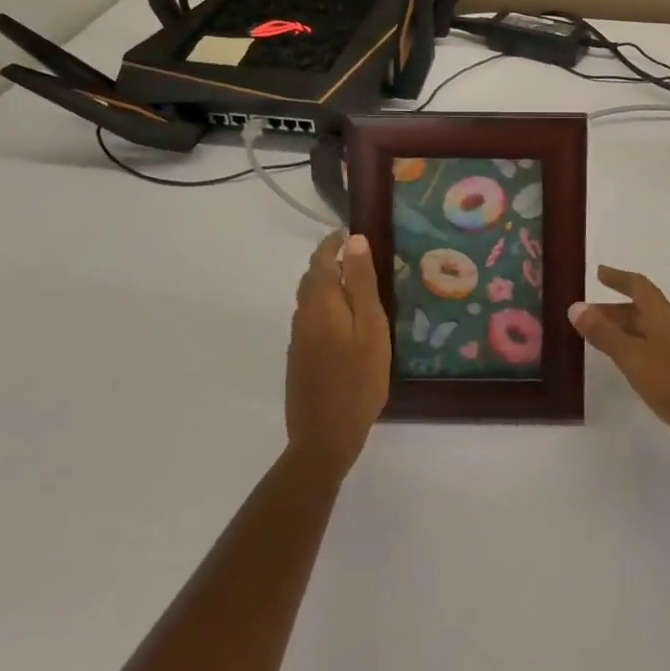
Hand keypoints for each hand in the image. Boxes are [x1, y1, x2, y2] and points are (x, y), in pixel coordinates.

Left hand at [286, 231, 390, 473]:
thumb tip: (354, 241)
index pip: (321, 259)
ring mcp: (298, 339)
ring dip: (328, 284)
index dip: (333, 242)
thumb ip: (362, 283)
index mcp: (321, 303)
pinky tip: (344, 321)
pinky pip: (311, 319)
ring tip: (356, 285)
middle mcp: (303, 315)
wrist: (324, 437)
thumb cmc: (358, 379)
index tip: (351, 232)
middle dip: (330, 261)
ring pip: (310, 299)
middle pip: (312, 277)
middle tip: (359, 257)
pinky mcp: (299, 358)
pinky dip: (326, 306)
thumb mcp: (371, 327)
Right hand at [570, 266, 669, 468]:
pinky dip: (631, 346)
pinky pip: (650, 347)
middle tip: (586, 313)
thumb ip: (604, 333)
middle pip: (641, 308)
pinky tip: (622, 362)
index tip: (599, 273)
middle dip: (613, 308)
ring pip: (645, 329)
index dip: (618, 278)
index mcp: (664, 315)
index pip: (639, 286)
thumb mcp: (632, 356)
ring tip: (596, 337)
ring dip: (621, 329)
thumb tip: (575, 307)